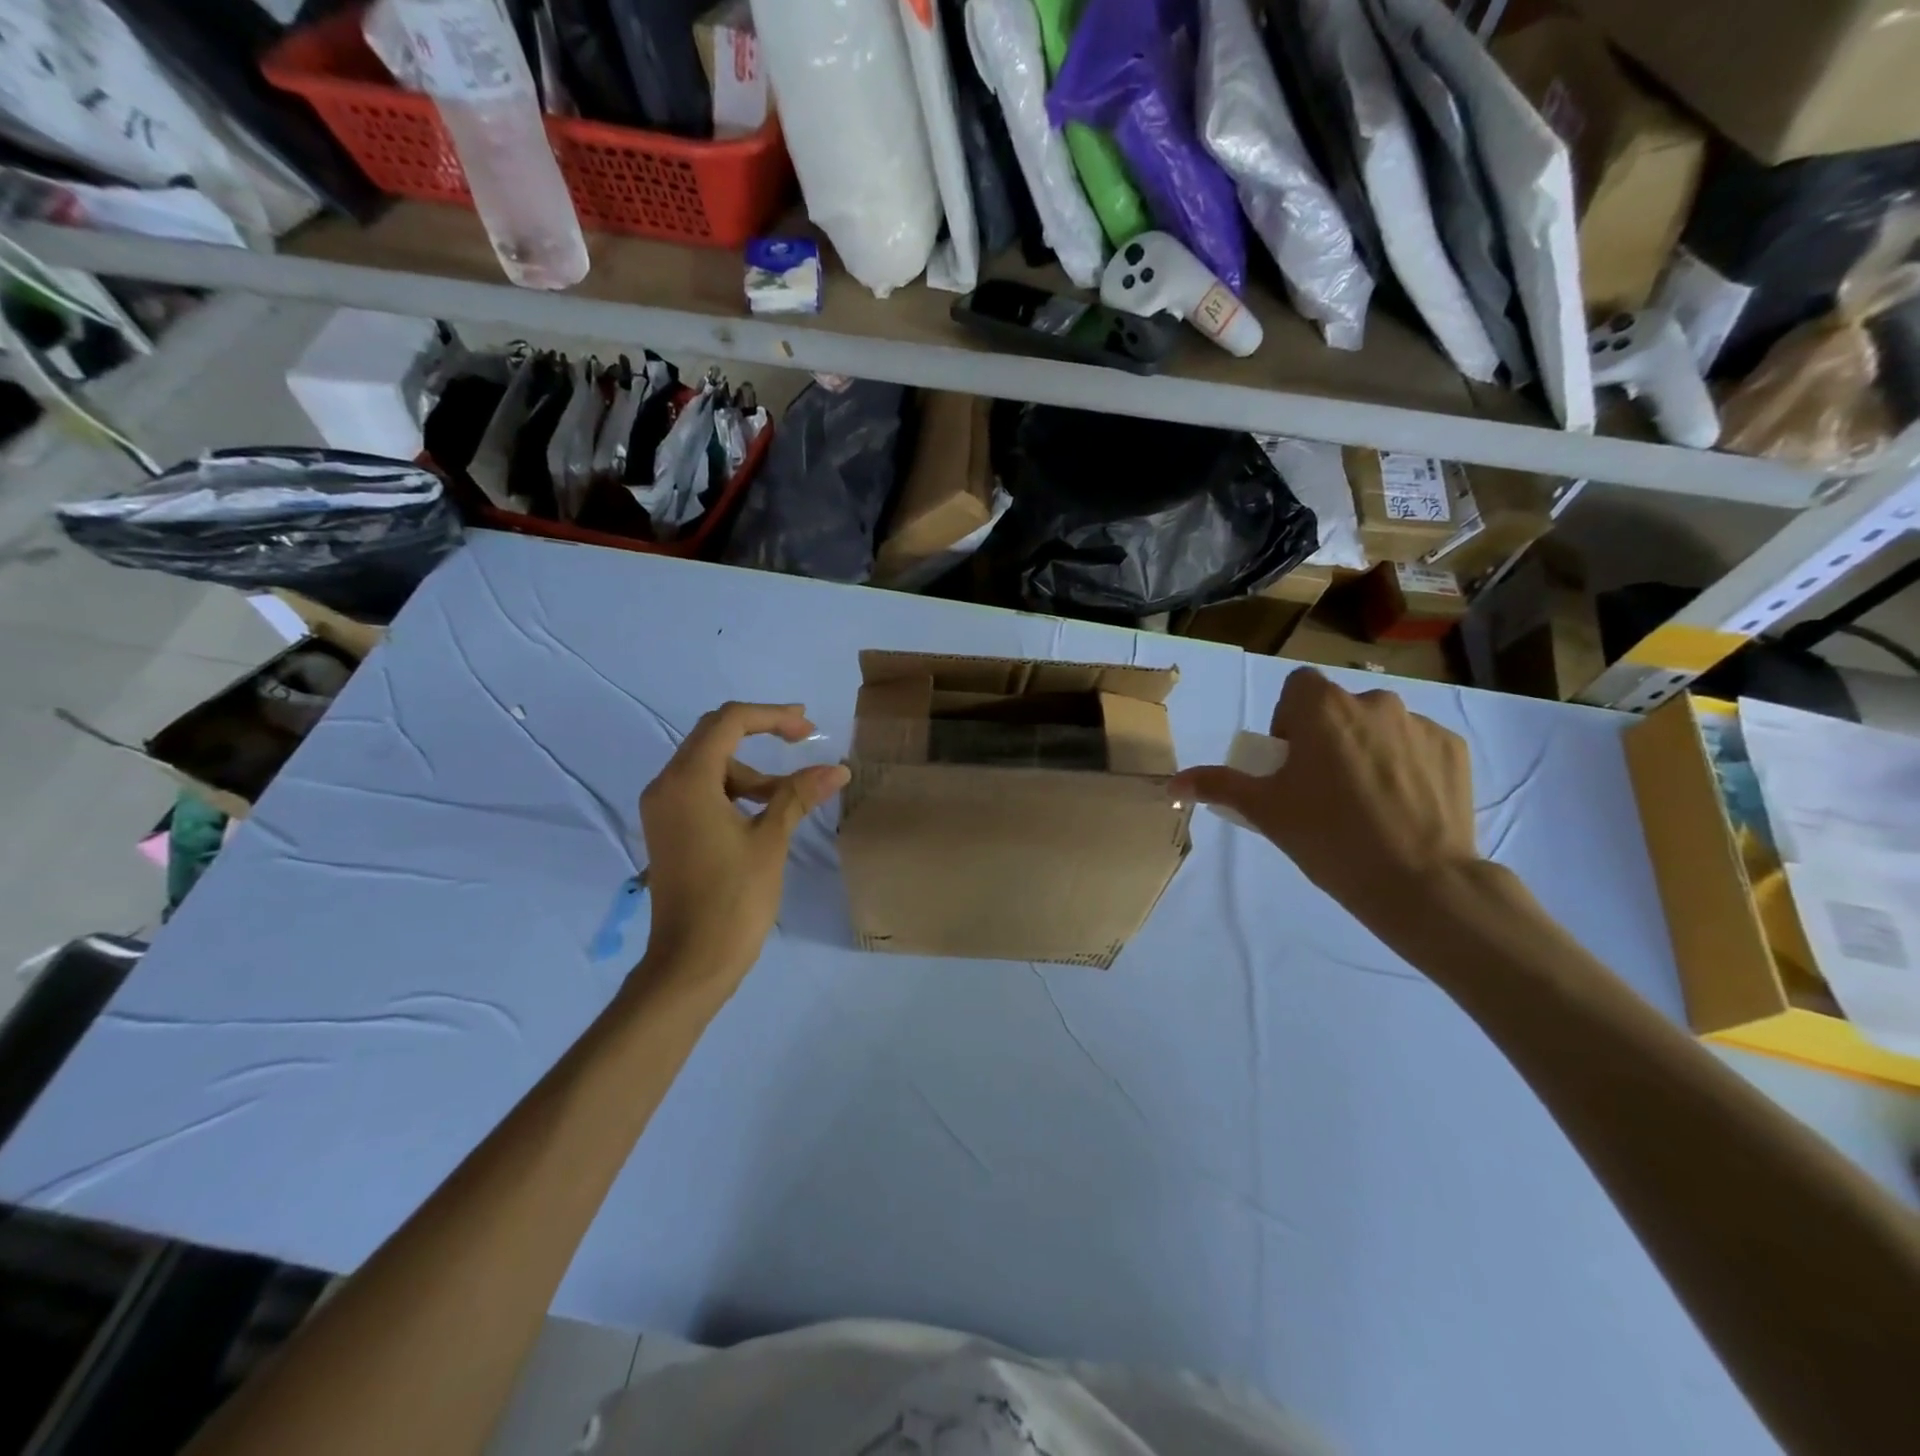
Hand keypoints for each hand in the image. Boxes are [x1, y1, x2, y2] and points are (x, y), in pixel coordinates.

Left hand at [637, 702, 849, 992]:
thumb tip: (838, 769)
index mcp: (687, 780)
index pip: (729, 722)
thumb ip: (799, 795)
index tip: (809, 729)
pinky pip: (703, 791)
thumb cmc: (733, 898)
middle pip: (714, 736)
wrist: (691, 962)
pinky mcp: (669, 830)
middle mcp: (666, 786)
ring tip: (792, 796)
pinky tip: (765, 813)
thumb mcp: (771, 840)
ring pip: (711, 766)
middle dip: (761, 732)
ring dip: (753, 772)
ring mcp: (664, 809)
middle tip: (804, 739)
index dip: (773, 716)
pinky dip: (736, 792)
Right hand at [1169, 668, 1477, 922]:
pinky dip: (1406, 765)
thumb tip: (1173, 782)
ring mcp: (1420, 724)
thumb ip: (1218, 785)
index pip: (1297, 688)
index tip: (1291, 762)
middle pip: (1338, 707)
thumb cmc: (1328, 837)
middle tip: (1324, 788)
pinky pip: (1417, 746)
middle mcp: (1374, 702)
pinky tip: (1402, 807)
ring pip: (1379, 726)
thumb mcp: (1264, 811)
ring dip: (1367, 748)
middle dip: (1328, 736)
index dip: (1289, 721)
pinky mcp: (1455, 749)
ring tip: (1368, 801)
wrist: (1420, 881)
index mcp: (1323, 708)